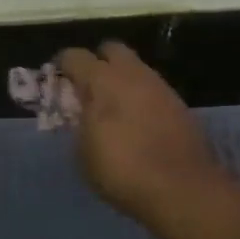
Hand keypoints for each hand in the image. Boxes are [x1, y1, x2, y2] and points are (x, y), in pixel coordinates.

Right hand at [57, 42, 223, 223]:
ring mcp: (160, 87)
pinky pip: (153, 90)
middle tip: (88, 88)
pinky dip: (141, 98)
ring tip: (114, 108)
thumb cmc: (121, 171)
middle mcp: (132, 75)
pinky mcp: (180, 105)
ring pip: (136, 69)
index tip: (57, 81)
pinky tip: (137, 122)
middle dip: (98, 62)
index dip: (62, 66)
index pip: (75, 56)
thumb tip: (82, 116)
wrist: (182, 189)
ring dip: (122, 80)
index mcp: (102, 81)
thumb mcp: (83, 153)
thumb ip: (79, 125)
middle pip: (112, 49)